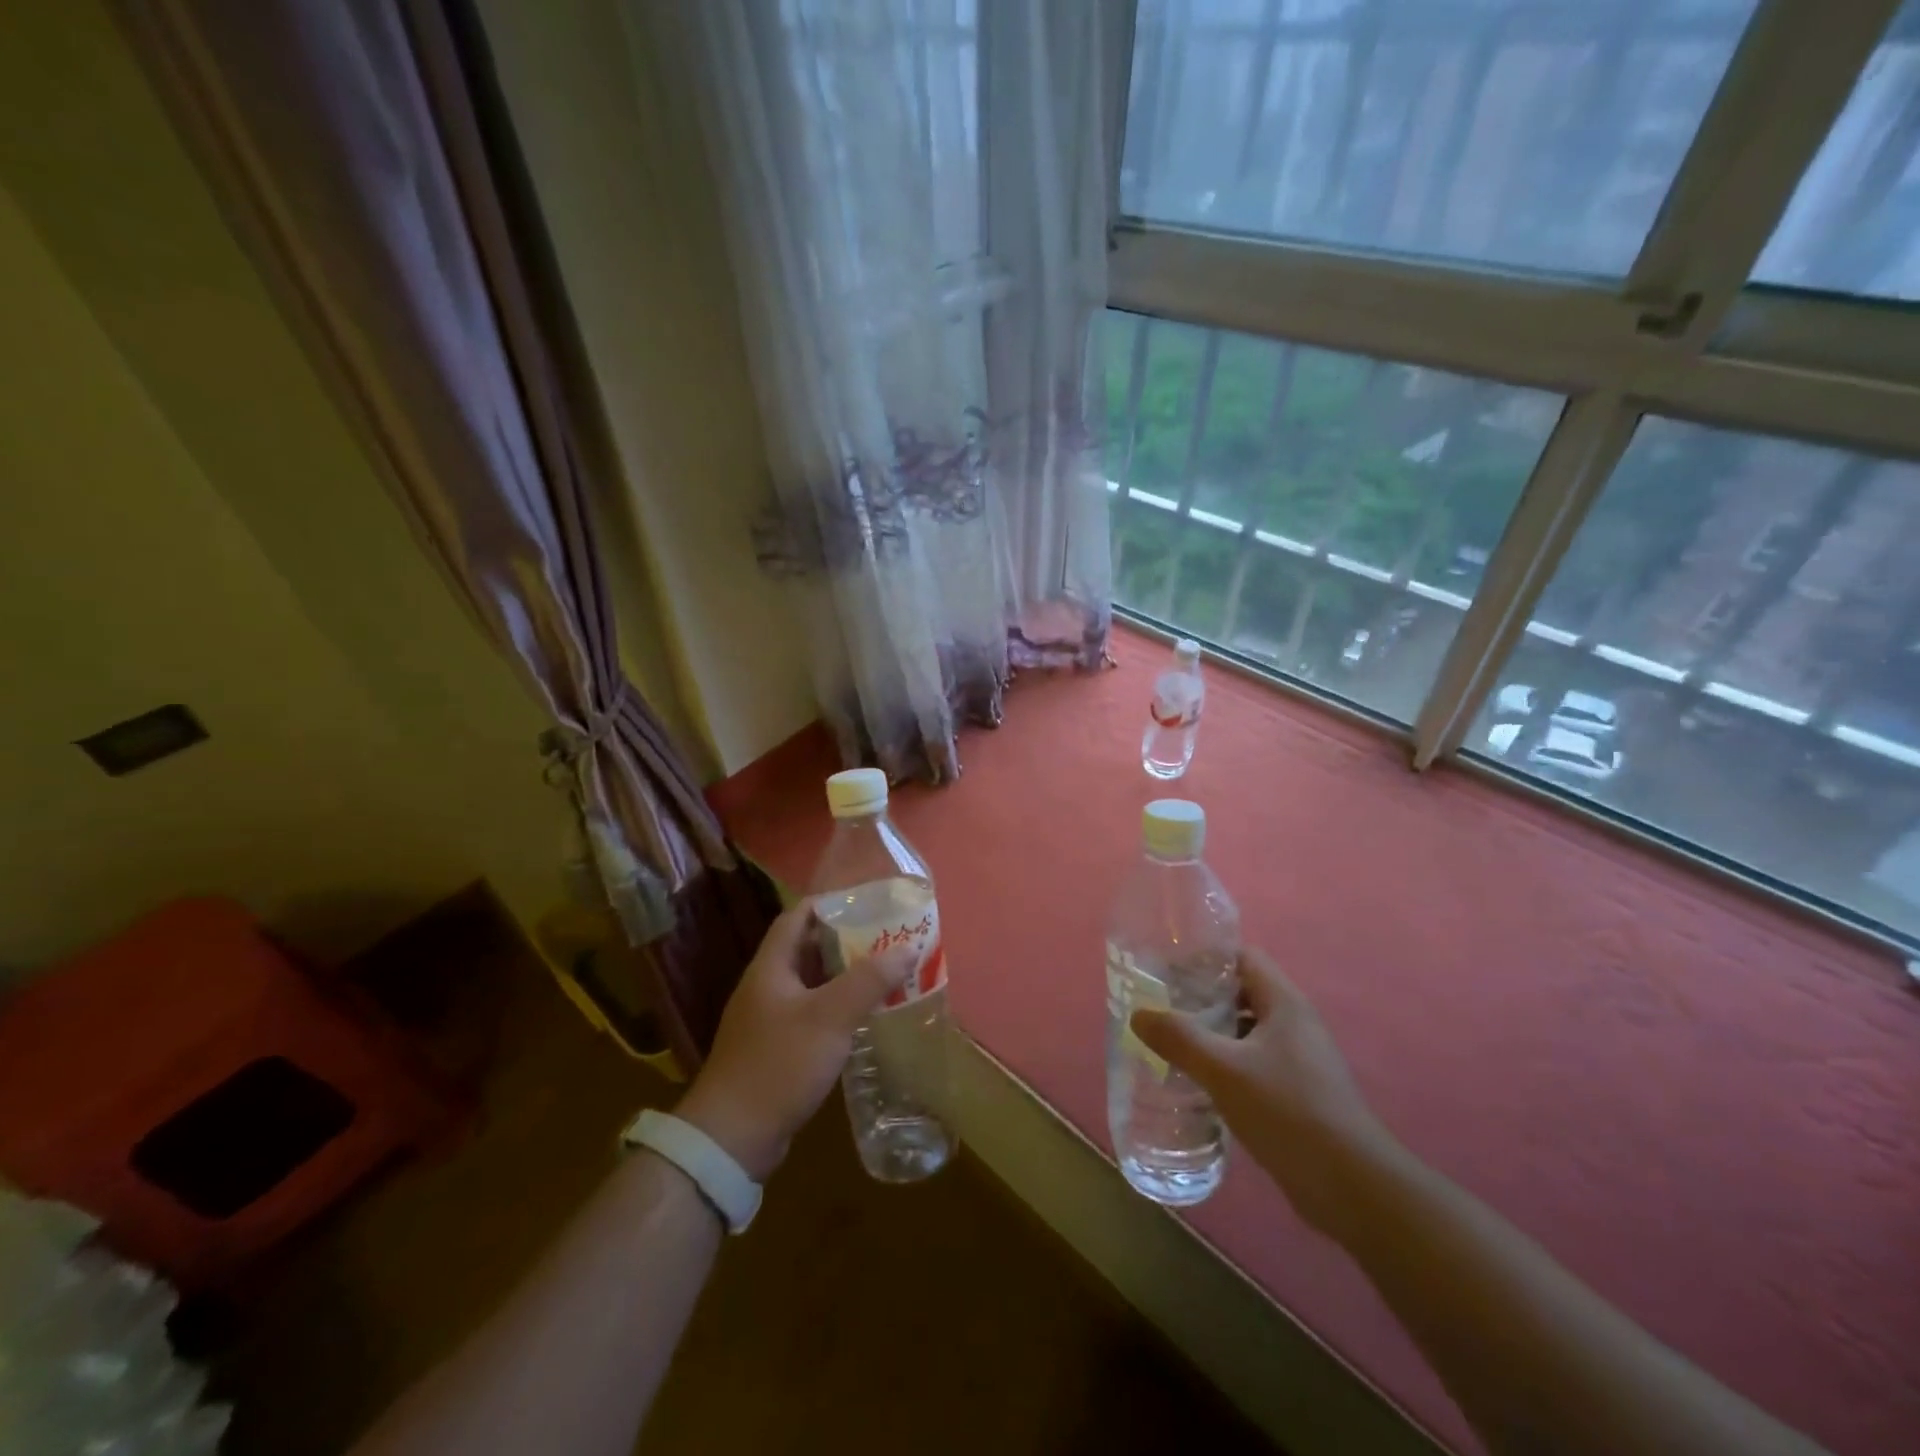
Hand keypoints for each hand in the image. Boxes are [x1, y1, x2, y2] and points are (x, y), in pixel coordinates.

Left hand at [674, 900, 901, 1181]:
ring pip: (812, 984)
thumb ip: (869, 980)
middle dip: (846, 940)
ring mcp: (769, 1019)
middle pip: (807, 949)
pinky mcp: (776, 1048)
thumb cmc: (780, 1063)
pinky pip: (811, 1014)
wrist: (733, 1137)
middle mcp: (767, 986)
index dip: (829, 904)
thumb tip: (908, 946)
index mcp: (771, 967)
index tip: (868, 902)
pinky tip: (863, 1016)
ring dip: (844, 976)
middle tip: (886, 937)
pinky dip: (837, 1007)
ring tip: (884, 971)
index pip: (797, 917)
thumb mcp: (830, 1017)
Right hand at [1131, 948, 1394, 1232]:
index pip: (1241, 956)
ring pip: (1244, 1030)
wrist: (1353, 1189)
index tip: (1165, 968)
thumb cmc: (1289, 1112)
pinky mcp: (1296, 1093)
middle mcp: (1294, 1023)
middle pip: (1240, 992)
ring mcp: (1298, 1060)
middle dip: (1199, 996)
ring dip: (1209, 1033)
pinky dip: (1223, 1064)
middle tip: (1158, 1006)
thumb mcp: (1224, 1070)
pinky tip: (1195, 1083)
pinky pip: (1251, 1063)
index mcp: (1284, 1003)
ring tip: (1168, 1042)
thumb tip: (1138, 1013)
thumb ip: (1179, 1038)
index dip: (1204, 956)